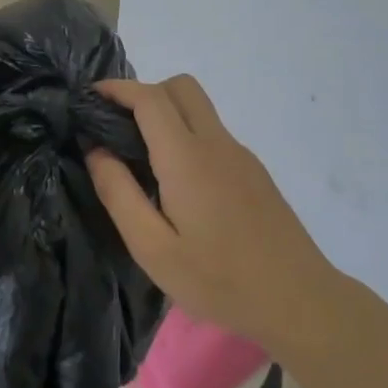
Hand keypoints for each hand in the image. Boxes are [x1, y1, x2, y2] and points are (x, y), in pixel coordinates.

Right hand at [87, 75, 335, 347]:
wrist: (298, 301)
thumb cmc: (218, 279)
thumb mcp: (152, 248)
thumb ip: (119, 193)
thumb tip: (96, 150)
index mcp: (187, 158)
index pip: (150, 98)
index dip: (117, 88)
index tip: (89, 98)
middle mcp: (216, 144)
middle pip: (180, 87)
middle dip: (143, 92)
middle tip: (116, 126)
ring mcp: (240, 155)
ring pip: (199, 108)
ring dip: (165, 112)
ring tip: (139, 156)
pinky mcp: (253, 171)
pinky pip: (212, 133)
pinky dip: (185, 134)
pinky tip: (176, 182)